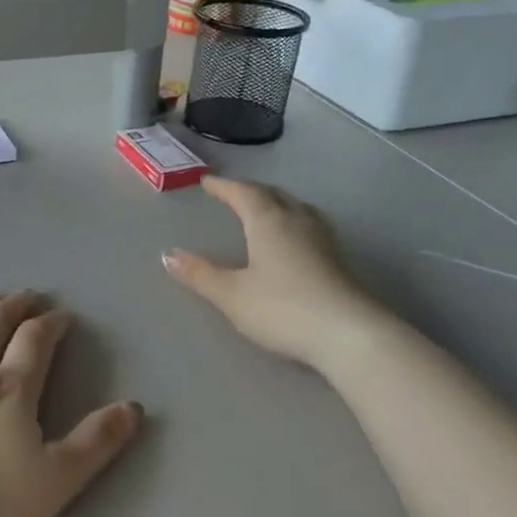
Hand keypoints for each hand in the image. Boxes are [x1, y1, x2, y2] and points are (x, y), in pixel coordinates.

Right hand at [163, 178, 380, 367]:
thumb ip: (200, 274)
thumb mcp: (233, 295)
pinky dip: (294, 221)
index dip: (224, 187)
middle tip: (233, 193)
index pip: (243, 193)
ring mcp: (323, 239)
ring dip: (277, 203)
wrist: (349, 334)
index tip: (208, 182)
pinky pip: (311, 225)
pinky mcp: (338, 259)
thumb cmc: (283, 309)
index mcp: (268, 221)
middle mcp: (297, 221)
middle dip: (251, 191)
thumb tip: (168, 254)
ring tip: (266, 208)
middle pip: (273, 195)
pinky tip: (296, 238)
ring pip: (297, 207)